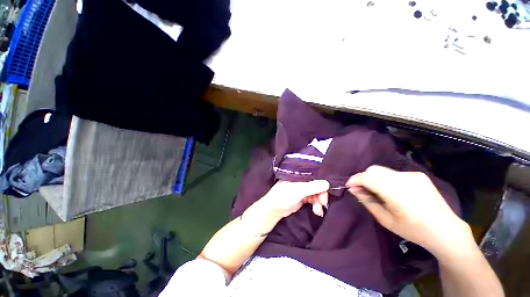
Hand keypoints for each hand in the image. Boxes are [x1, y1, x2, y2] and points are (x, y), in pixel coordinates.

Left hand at [257, 180, 329, 218]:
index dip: (322, 182)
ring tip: (318, 210)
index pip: (315, 176)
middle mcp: (301, 180)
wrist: (274, 209)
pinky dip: (316, 205)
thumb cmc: (285, 195)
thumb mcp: (300, 190)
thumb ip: (313, 186)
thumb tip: (328, 183)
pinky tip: (317, 212)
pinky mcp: (302, 198)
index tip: (327, 191)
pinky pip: (313, 200)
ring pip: (316, 193)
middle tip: (323, 203)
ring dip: (319, 202)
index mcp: (299, 175)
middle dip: (321, 194)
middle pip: (317, 185)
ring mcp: (302, 189)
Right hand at [346, 165, 473, 257]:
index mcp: (397, 193)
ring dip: (374, 178)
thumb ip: (367, 201)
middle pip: (373, 170)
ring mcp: (413, 175)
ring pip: (382, 170)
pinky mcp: (418, 175)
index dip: (355, 179)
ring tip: (375, 190)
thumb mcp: (386, 220)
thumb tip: (353, 189)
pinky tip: (391, 190)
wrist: (446, 230)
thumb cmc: (414, 230)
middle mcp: (405, 179)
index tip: (349, 186)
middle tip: (361, 189)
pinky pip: (393, 173)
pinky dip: (385, 179)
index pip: (368, 177)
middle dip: (363, 177)